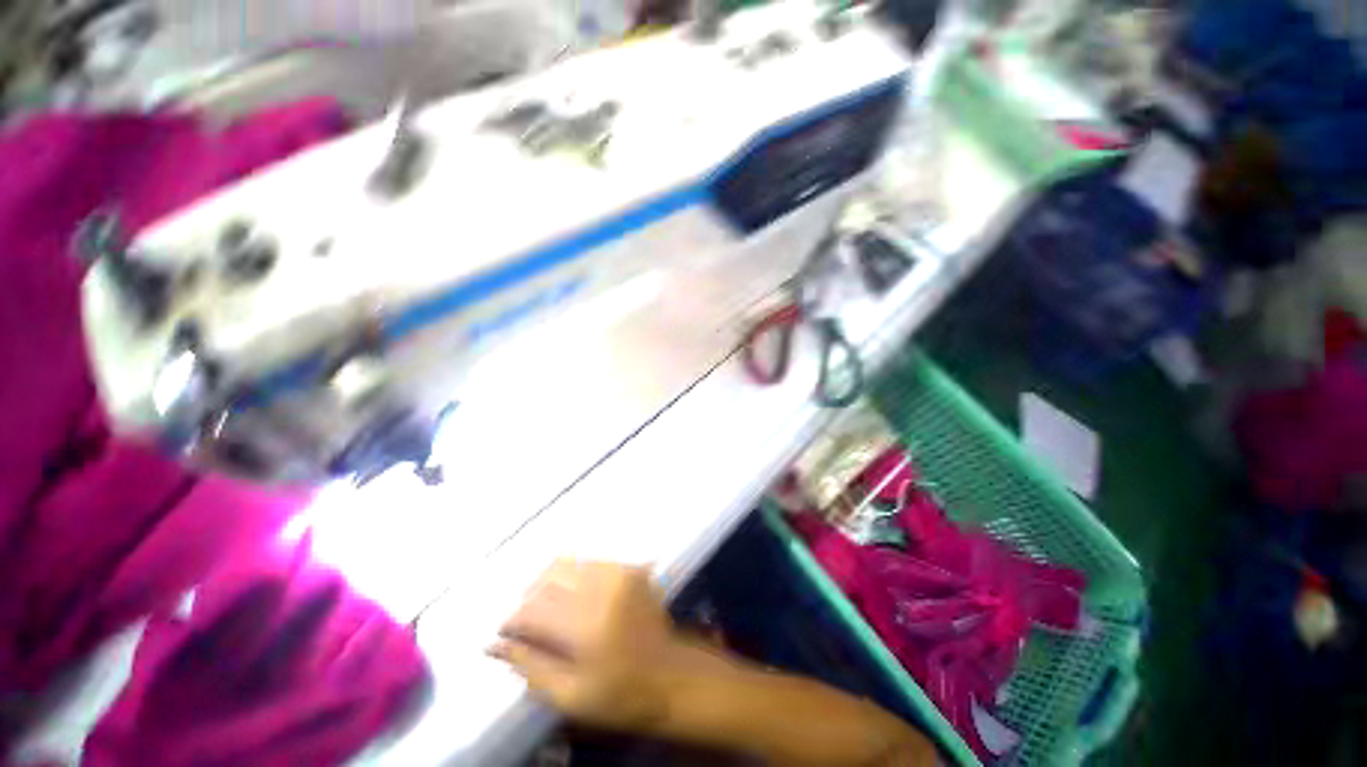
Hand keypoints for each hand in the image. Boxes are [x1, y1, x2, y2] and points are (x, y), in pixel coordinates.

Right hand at [490, 560, 705, 732]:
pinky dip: (573, 576)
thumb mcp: (570, 696)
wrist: (670, 675)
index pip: (533, 610)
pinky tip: (572, 597)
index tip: (505, 632)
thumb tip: (493, 645)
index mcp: (586, 625)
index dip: (512, 620)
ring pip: (568, 563)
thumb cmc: (620, 695)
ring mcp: (619, 574)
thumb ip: (530, 666)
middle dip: (529, 598)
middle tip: (526, 621)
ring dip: (549, 583)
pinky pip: (590, 562)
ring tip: (547, 608)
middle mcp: (602, 589)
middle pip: (549, 578)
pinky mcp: (630, 569)